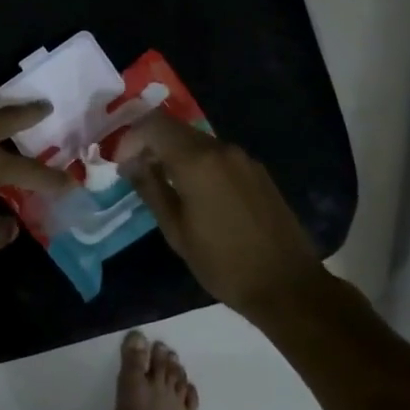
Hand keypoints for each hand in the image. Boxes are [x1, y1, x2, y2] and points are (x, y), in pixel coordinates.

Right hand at [119, 113, 327, 314]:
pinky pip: (218, 155)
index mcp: (197, 161)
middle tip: (137, 172)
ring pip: (197, 141)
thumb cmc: (223, 263)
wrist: (287, 285)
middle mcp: (221, 149)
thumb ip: (151, 188)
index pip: (153, 124)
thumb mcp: (176, 231)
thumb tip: (130, 164)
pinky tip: (196, 193)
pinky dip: (198, 163)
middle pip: (176, 128)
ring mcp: (243, 158)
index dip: (131, 137)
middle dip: (151, 144)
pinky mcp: (257, 171)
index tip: (122, 164)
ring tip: (164, 184)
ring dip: (174, 154)